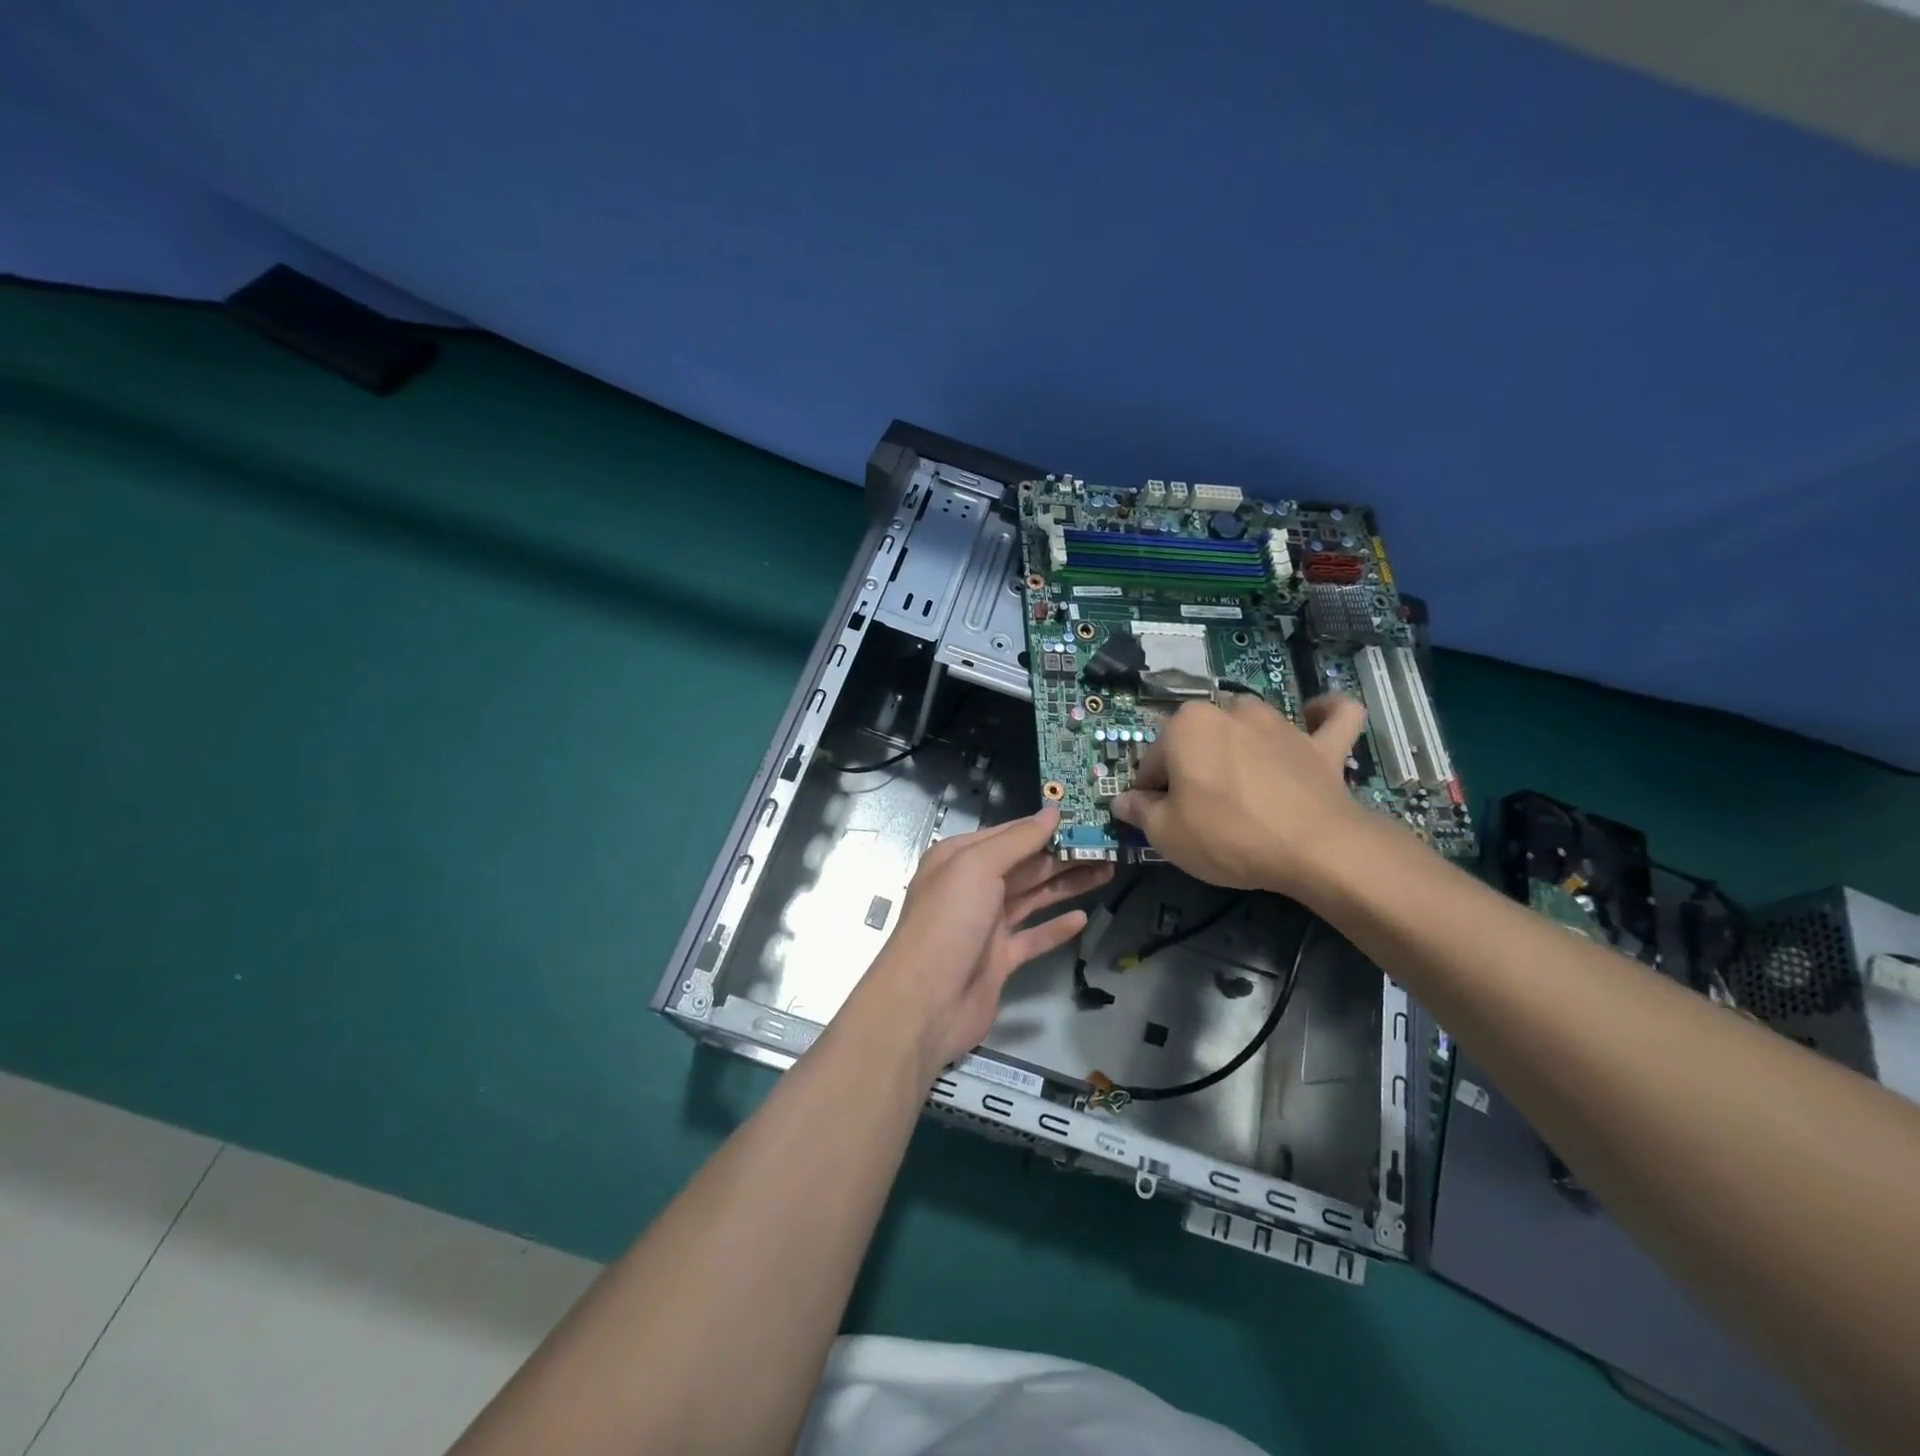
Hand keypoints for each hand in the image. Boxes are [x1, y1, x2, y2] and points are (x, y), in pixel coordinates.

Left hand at [846, 807, 1112, 1077]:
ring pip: (1033, 898)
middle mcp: (972, 887)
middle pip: (1026, 865)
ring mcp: (986, 925)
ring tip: (1108, 871)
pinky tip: (1081, 918)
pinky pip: (1032, 937)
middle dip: (1064, 855)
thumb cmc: (948, 922)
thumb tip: (1051, 812)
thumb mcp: (977, 867)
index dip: (1046, 826)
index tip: (1084, 818)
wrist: (926, 1002)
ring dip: (1067, 885)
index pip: (1010, 834)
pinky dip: (1056, 928)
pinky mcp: (999, 960)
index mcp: (960, 859)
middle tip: (1108, 846)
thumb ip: (1017, 840)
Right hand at [1112, 693, 1369, 893]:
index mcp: (1185, 726)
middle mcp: (1230, 711)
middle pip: (1199, 738)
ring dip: (1242, 740)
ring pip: (1250, 722)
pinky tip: (1316, 718)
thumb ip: (1139, 812)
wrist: (1313, 848)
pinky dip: (1324, 714)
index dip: (1152, 794)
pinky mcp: (1322, 743)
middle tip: (1199, 808)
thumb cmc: (1226, 835)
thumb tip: (1122, 802)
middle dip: (1193, 765)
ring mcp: (1280, 723)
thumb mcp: (1166, 834)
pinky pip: (1332, 716)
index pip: (1153, 762)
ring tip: (1242, 779)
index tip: (1160, 819)